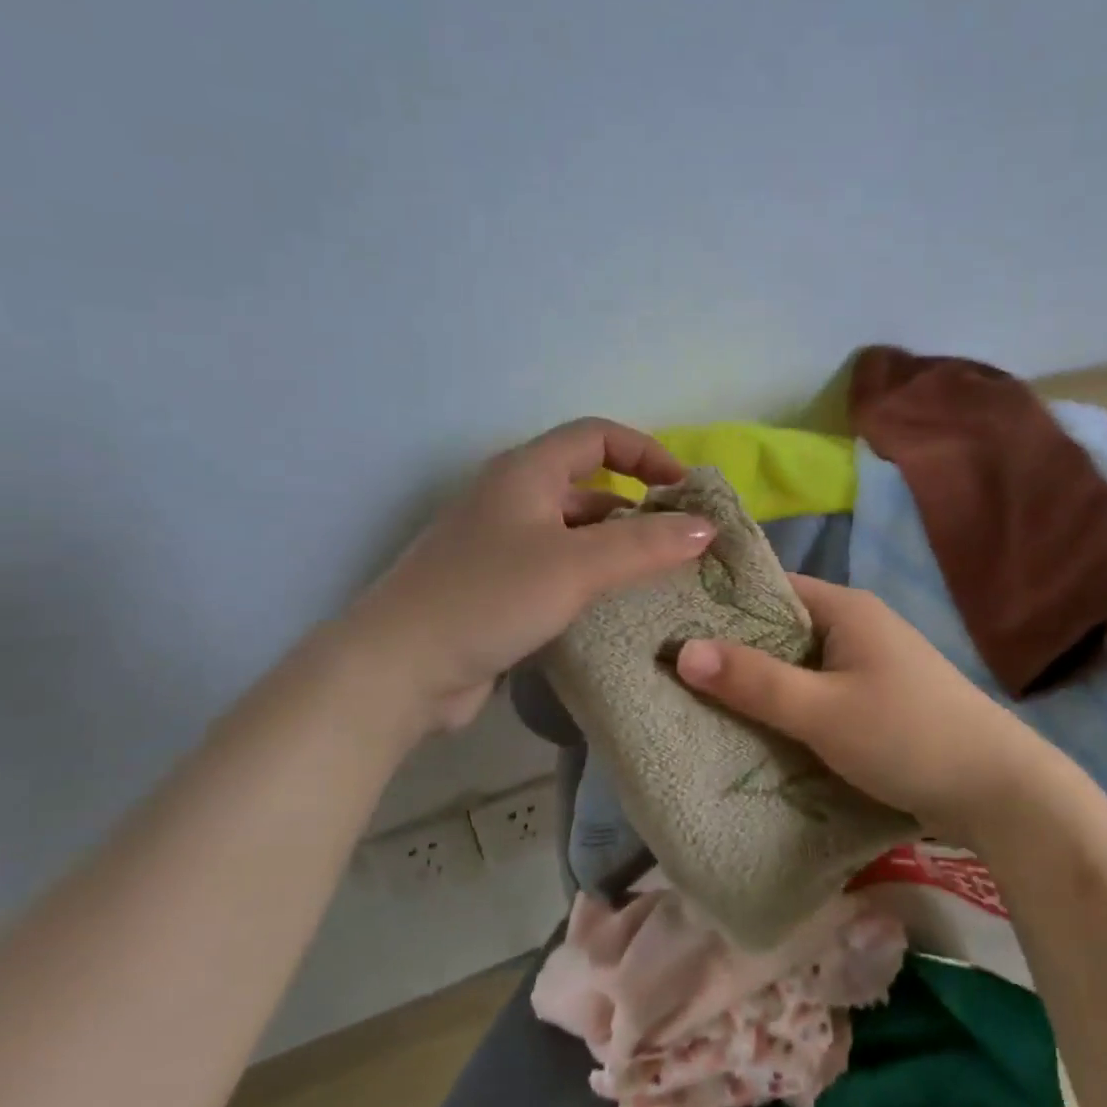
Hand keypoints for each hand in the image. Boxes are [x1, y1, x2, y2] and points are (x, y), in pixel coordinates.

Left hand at [348, 418, 715, 734]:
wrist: (398, 670)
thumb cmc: (489, 597)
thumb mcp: (576, 565)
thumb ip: (645, 544)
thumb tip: (708, 527)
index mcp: (525, 472)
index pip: (597, 436)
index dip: (646, 452)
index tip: (685, 489)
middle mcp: (511, 499)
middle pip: (587, 485)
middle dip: (638, 506)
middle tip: (683, 541)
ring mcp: (500, 546)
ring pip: (574, 532)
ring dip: (617, 547)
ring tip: (662, 578)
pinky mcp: (496, 589)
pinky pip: (558, 570)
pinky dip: (592, 579)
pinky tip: (617, 608)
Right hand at [674, 576, 1045, 836]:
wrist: (1001, 792)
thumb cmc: (908, 737)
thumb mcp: (823, 711)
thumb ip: (755, 681)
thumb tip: (680, 650)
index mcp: (846, 608)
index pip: (770, 589)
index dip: (721, 604)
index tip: (670, 624)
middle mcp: (857, 625)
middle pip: (781, 627)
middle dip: (733, 649)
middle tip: (672, 669)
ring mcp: (870, 663)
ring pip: (798, 664)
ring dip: (761, 682)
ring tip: (700, 699)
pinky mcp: (877, 699)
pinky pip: (818, 691)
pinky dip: (788, 705)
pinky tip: (755, 727)